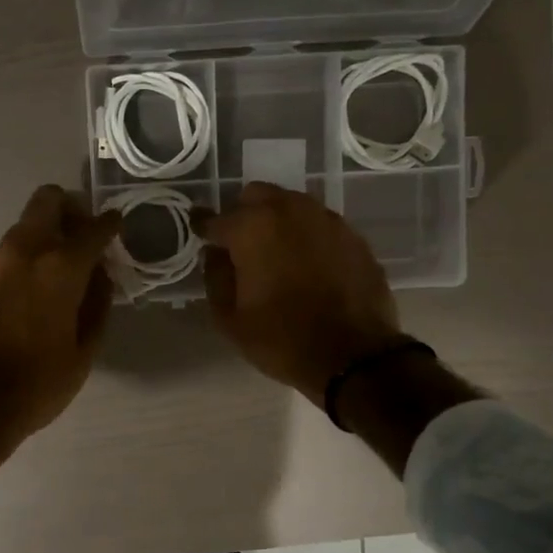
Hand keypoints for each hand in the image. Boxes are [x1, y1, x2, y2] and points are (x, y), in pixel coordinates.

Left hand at [0, 185, 120, 474]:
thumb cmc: (37, 385)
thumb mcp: (83, 352)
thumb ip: (98, 305)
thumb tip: (102, 276)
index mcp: (59, 268)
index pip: (93, 227)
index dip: (110, 224)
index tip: (118, 226)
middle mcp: (24, 252)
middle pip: (47, 200)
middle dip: (71, 209)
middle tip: (84, 237)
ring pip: (24, 226)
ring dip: (46, 234)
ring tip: (60, 269)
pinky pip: (6, 253)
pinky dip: (25, 259)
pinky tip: (31, 292)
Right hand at [199, 182, 401, 402]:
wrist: (354, 356)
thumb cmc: (282, 339)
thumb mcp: (230, 319)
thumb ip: (215, 278)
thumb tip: (215, 255)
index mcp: (252, 228)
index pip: (215, 219)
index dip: (203, 227)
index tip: (198, 231)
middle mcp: (289, 210)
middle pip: (256, 196)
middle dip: (243, 214)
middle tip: (240, 244)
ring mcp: (326, 219)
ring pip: (291, 205)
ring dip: (277, 221)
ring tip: (276, 253)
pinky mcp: (353, 236)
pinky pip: (319, 225)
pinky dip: (307, 236)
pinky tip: (308, 264)